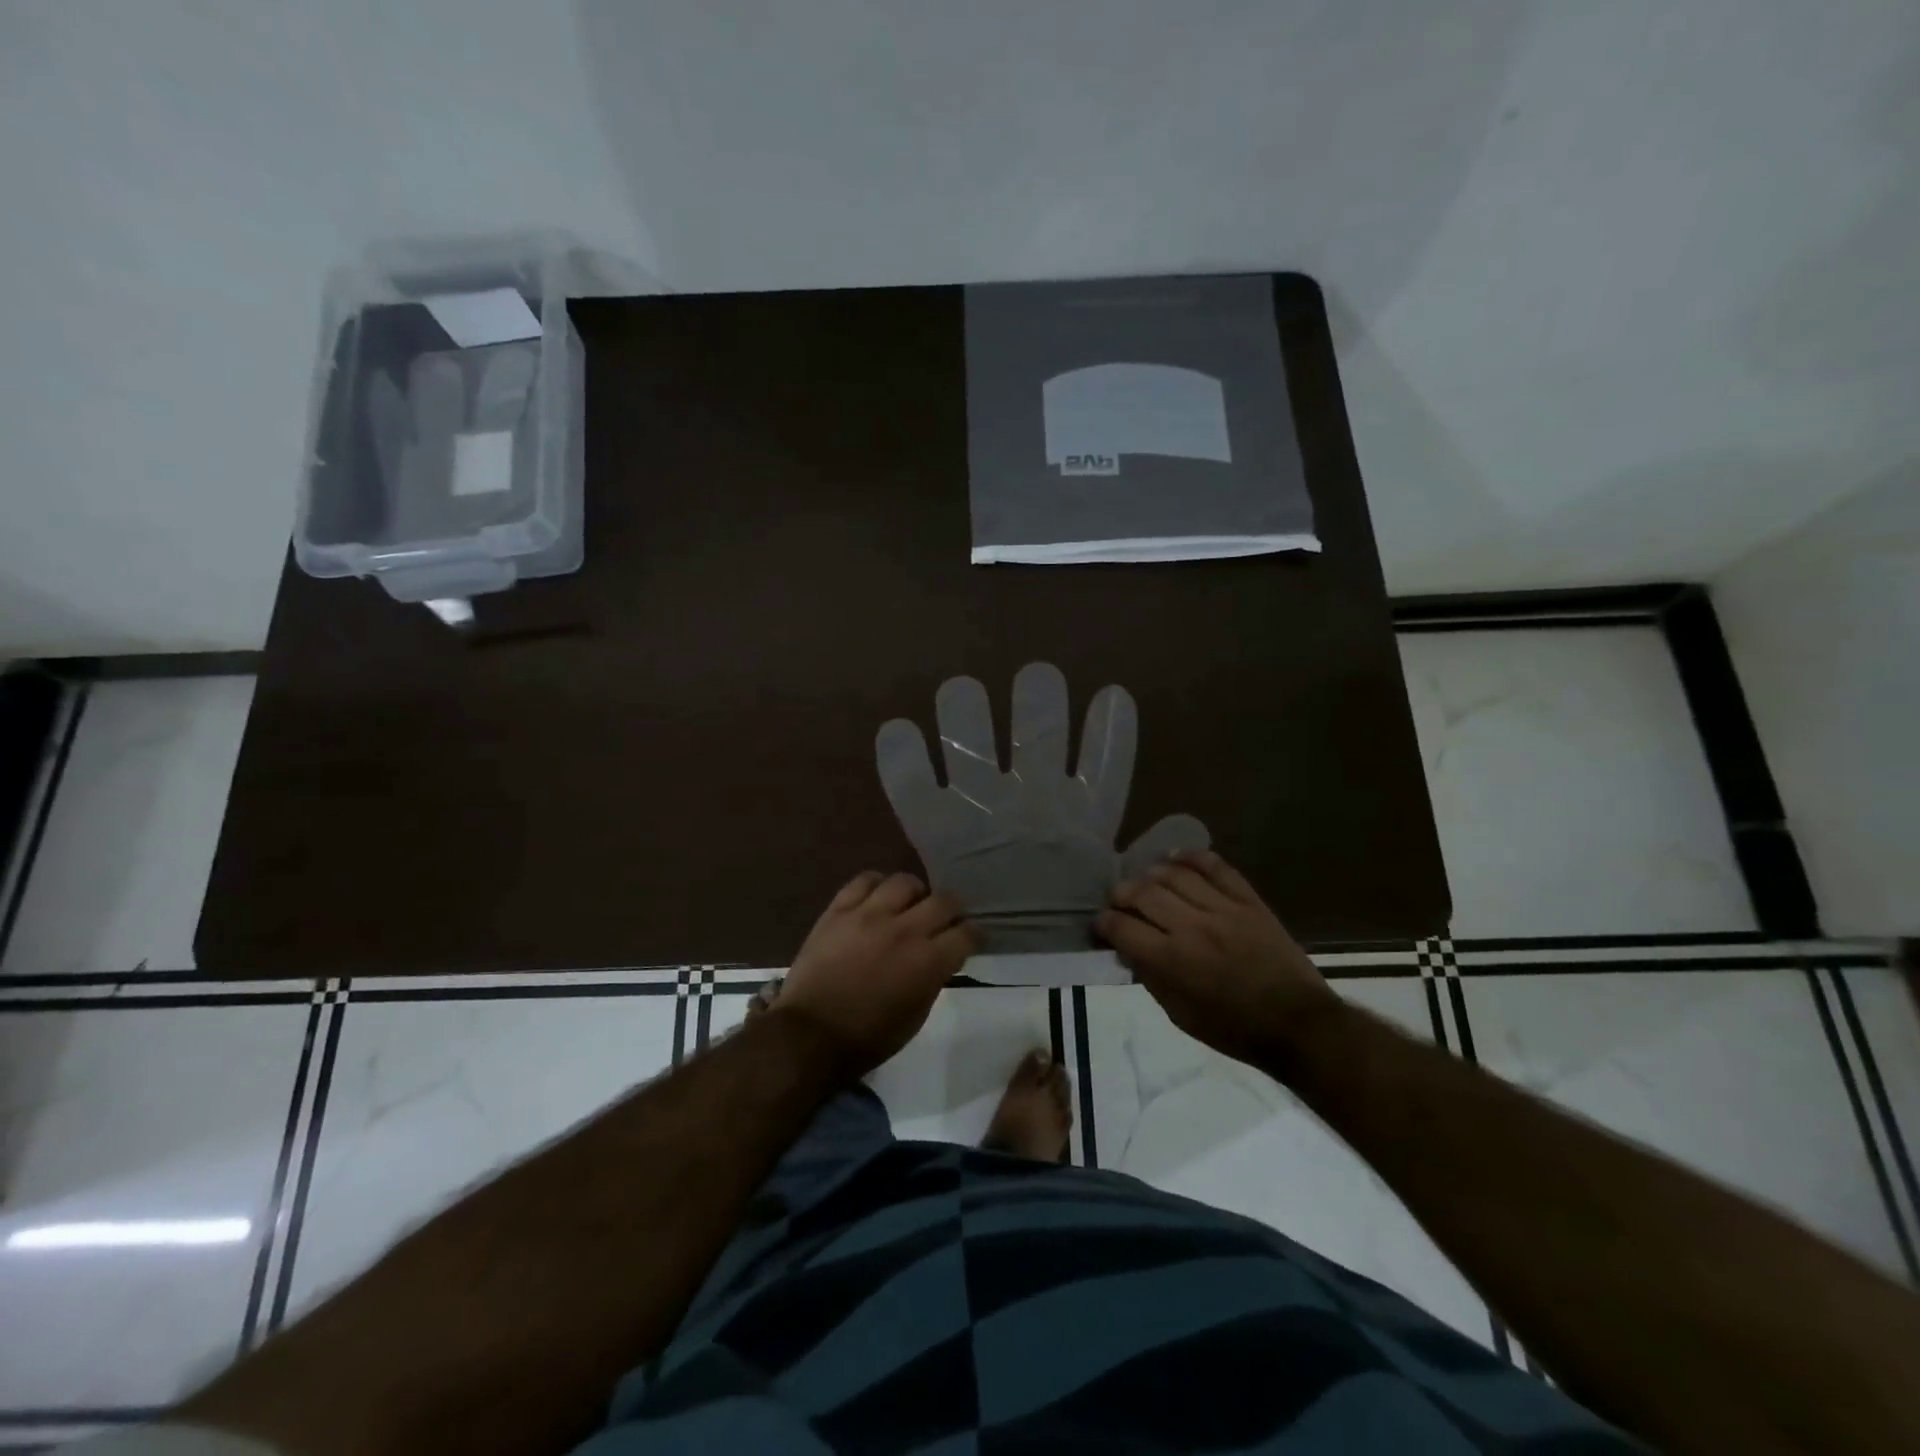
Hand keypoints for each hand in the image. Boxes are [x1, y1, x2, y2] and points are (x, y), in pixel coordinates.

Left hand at [773, 871, 975, 1079]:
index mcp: (928, 962)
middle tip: (945, 920)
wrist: (810, 1035)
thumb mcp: (916, 1016)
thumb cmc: (869, 1037)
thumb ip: (933, 978)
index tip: (968, 939)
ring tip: (909, 904)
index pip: (966, 933)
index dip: (972, 935)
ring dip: (915, 893)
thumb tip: (939, 957)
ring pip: (905, 881)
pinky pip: (864, 880)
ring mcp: (869, 915)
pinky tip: (877, 897)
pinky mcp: (839, 910)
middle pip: (943, 901)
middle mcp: (905, 930)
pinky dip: (876, 885)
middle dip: (952, 910)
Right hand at [1097, 850, 1336, 1065]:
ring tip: (1145, 881)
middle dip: (1121, 894)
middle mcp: (1193, 927)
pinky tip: (1176, 858)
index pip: (1123, 928)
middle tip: (1118, 899)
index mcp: (1172, 961)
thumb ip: (1150, 978)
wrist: (1299, 1025)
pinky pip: (1217, 867)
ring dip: (1151, 873)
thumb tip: (1128, 950)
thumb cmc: (1234, 1030)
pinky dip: (1194, 857)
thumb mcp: (1180, 1015)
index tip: (1101, 924)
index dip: (1104, 923)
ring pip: (1175, 875)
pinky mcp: (1249, 901)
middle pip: (1144, 893)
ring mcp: (1223, 910)